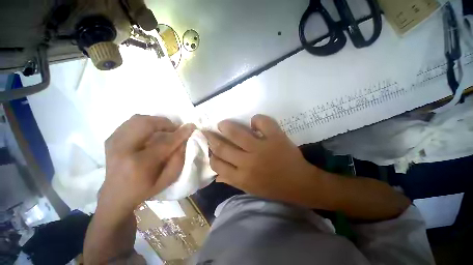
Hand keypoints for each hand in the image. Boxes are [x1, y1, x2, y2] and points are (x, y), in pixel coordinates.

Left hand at [100, 115, 195, 213]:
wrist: (115, 195)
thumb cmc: (144, 190)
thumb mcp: (167, 180)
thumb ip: (178, 160)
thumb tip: (184, 141)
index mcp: (139, 164)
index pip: (165, 143)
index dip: (180, 133)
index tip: (191, 127)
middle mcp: (123, 149)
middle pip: (147, 124)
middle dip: (166, 123)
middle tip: (175, 129)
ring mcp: (114, 142)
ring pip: (138, 119)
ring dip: (156, 122)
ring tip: (165, 129)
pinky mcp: (111, 139)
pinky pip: (131, 122)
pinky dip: (145, 123)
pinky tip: (151, 131)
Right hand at [204, 114, 318, 205]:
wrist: (300, 184)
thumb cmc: (273, 188)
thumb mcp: (250, 189)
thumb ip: (231, 181)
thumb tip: (216, 175)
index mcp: (241, 177)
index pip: (217, 164)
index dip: (211, 154)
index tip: (209, 147)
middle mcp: (248, 162)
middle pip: (223, 147)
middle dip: (212, 138)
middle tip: (208, 131)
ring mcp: (262, 148)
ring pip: (237, 133)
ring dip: (226, 126)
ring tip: (222, 124)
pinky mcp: (276, 138)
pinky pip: (262, 122)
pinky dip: (256, 119)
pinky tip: (254, 122)